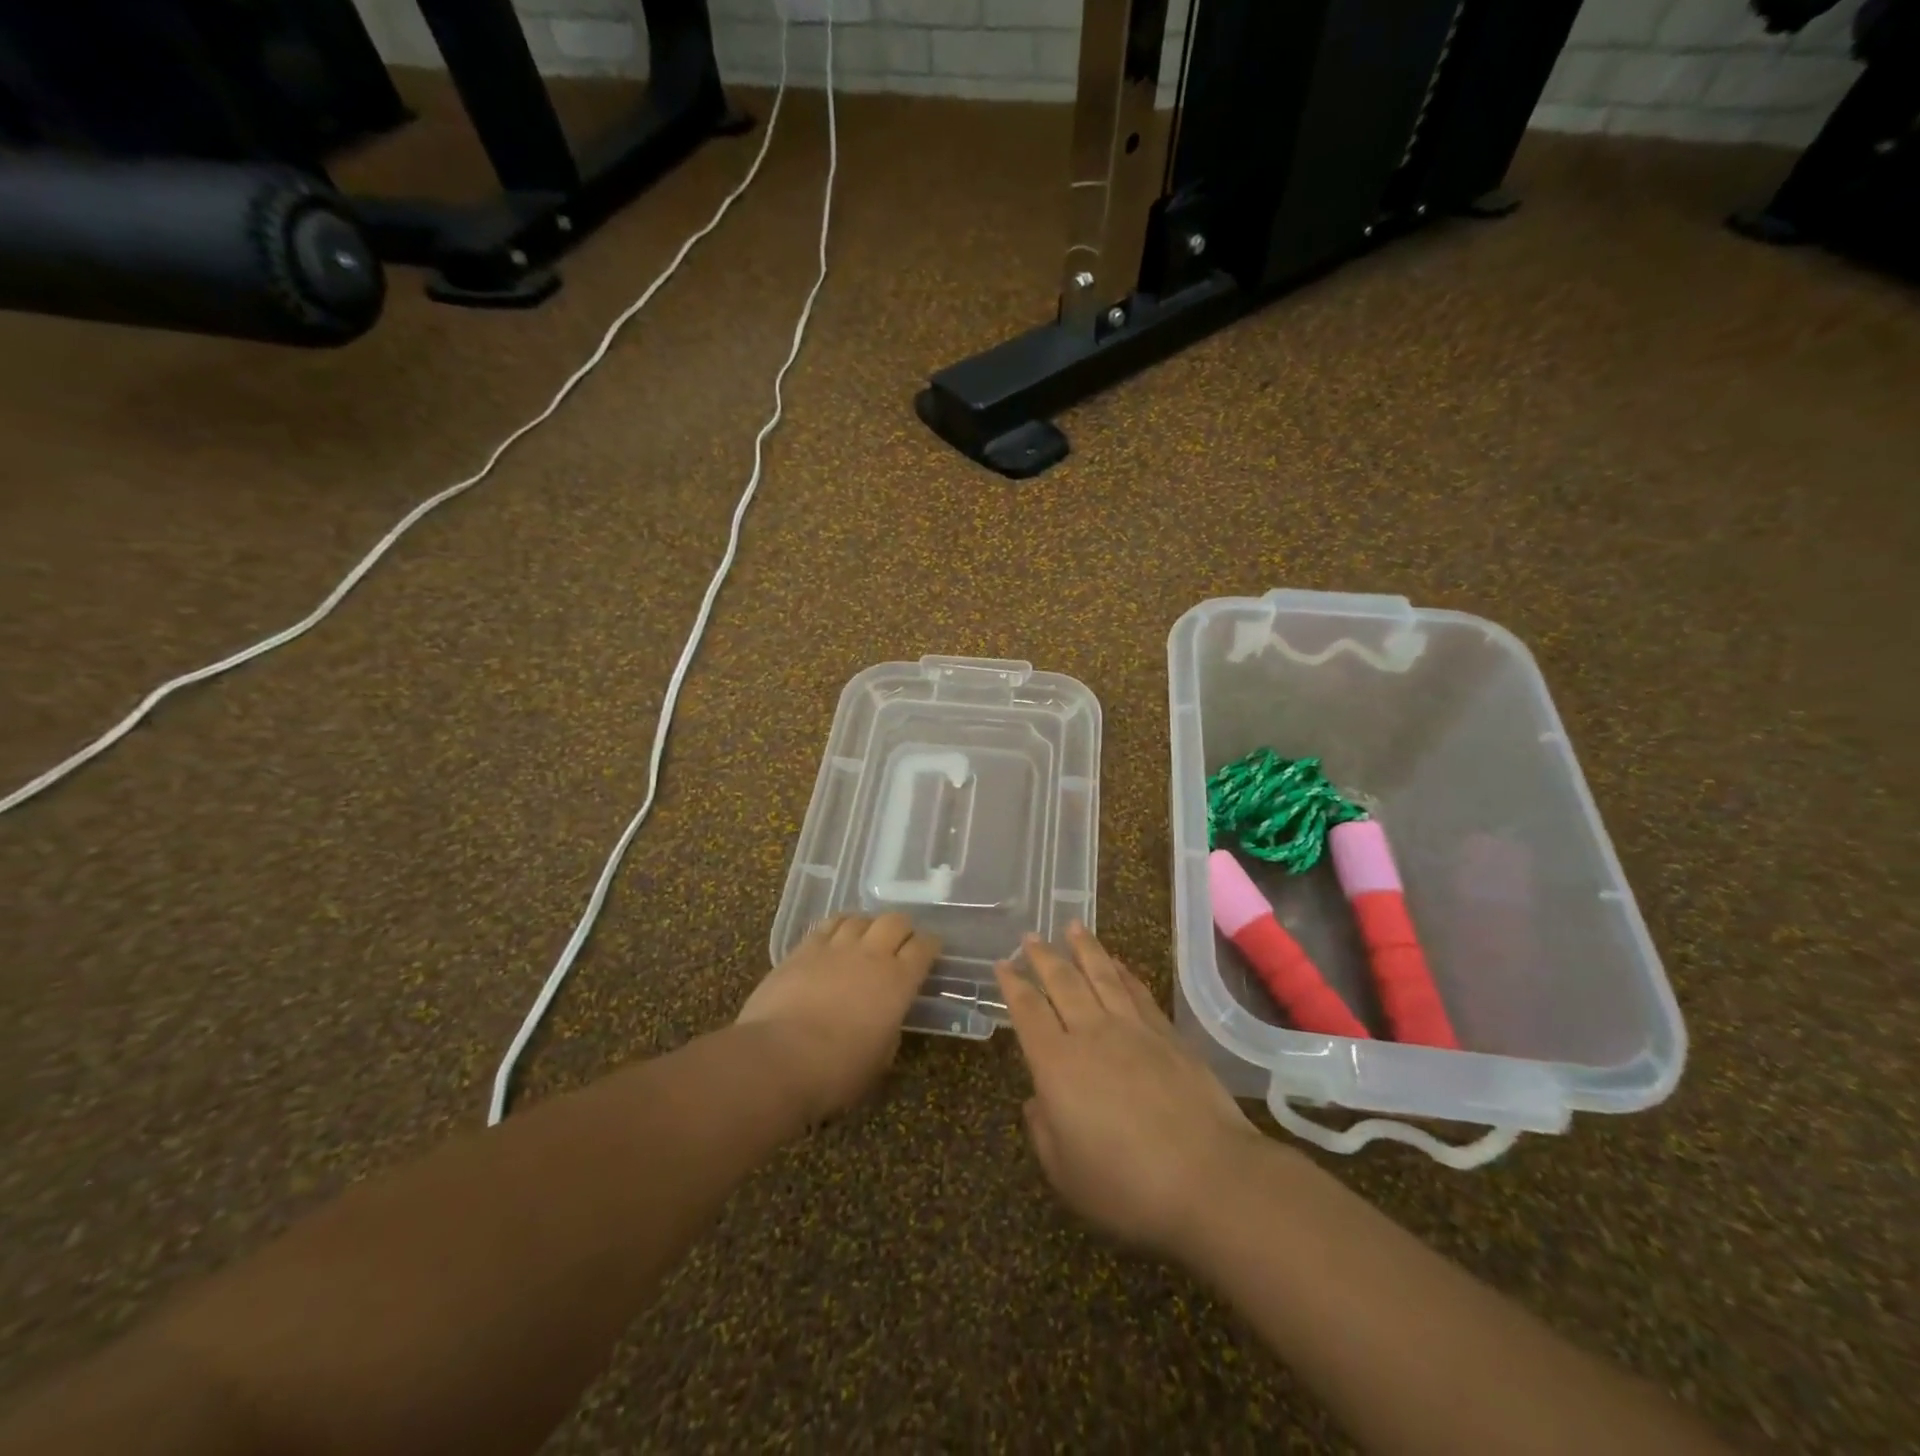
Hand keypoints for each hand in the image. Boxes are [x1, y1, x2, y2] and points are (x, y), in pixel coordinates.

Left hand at [736, 912, 939, 1123]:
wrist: (779, 1058)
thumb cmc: (837, 1070)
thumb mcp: (880, 1058)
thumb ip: (889, 1029)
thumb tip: (886, 1018)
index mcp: (898, 981)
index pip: (925, 946)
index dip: (931, 946)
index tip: (930, 952)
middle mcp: (871, 954)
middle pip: (895, 921)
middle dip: (902, 929)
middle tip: (899, 944)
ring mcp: (835, 947)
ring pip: (860, 918)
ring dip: (868, 926)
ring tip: (864, 939)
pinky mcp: (803, 948)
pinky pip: (827, 924)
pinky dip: (838, 927)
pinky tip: (834, 938)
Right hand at [997, 923, 1268, 1257]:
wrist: (1209, 1177)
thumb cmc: (1127, 1185)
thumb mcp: (1066, 1174)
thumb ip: (1043, 1132)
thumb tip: (1036, 1101)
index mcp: (1057, 1064)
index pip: (1028, 1013)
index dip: (1012, 986)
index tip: (1002, 964)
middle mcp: (1091, 1034)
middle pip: (1062, 983)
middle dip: (1043, 957)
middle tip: (1030, 936)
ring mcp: (1133, 1029)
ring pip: (1101, 976)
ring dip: (1084, 949)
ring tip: (1073, 927)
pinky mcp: (1167, 1035)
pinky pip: (1137, 991)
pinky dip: (1123, 972)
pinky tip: (1117, 963)